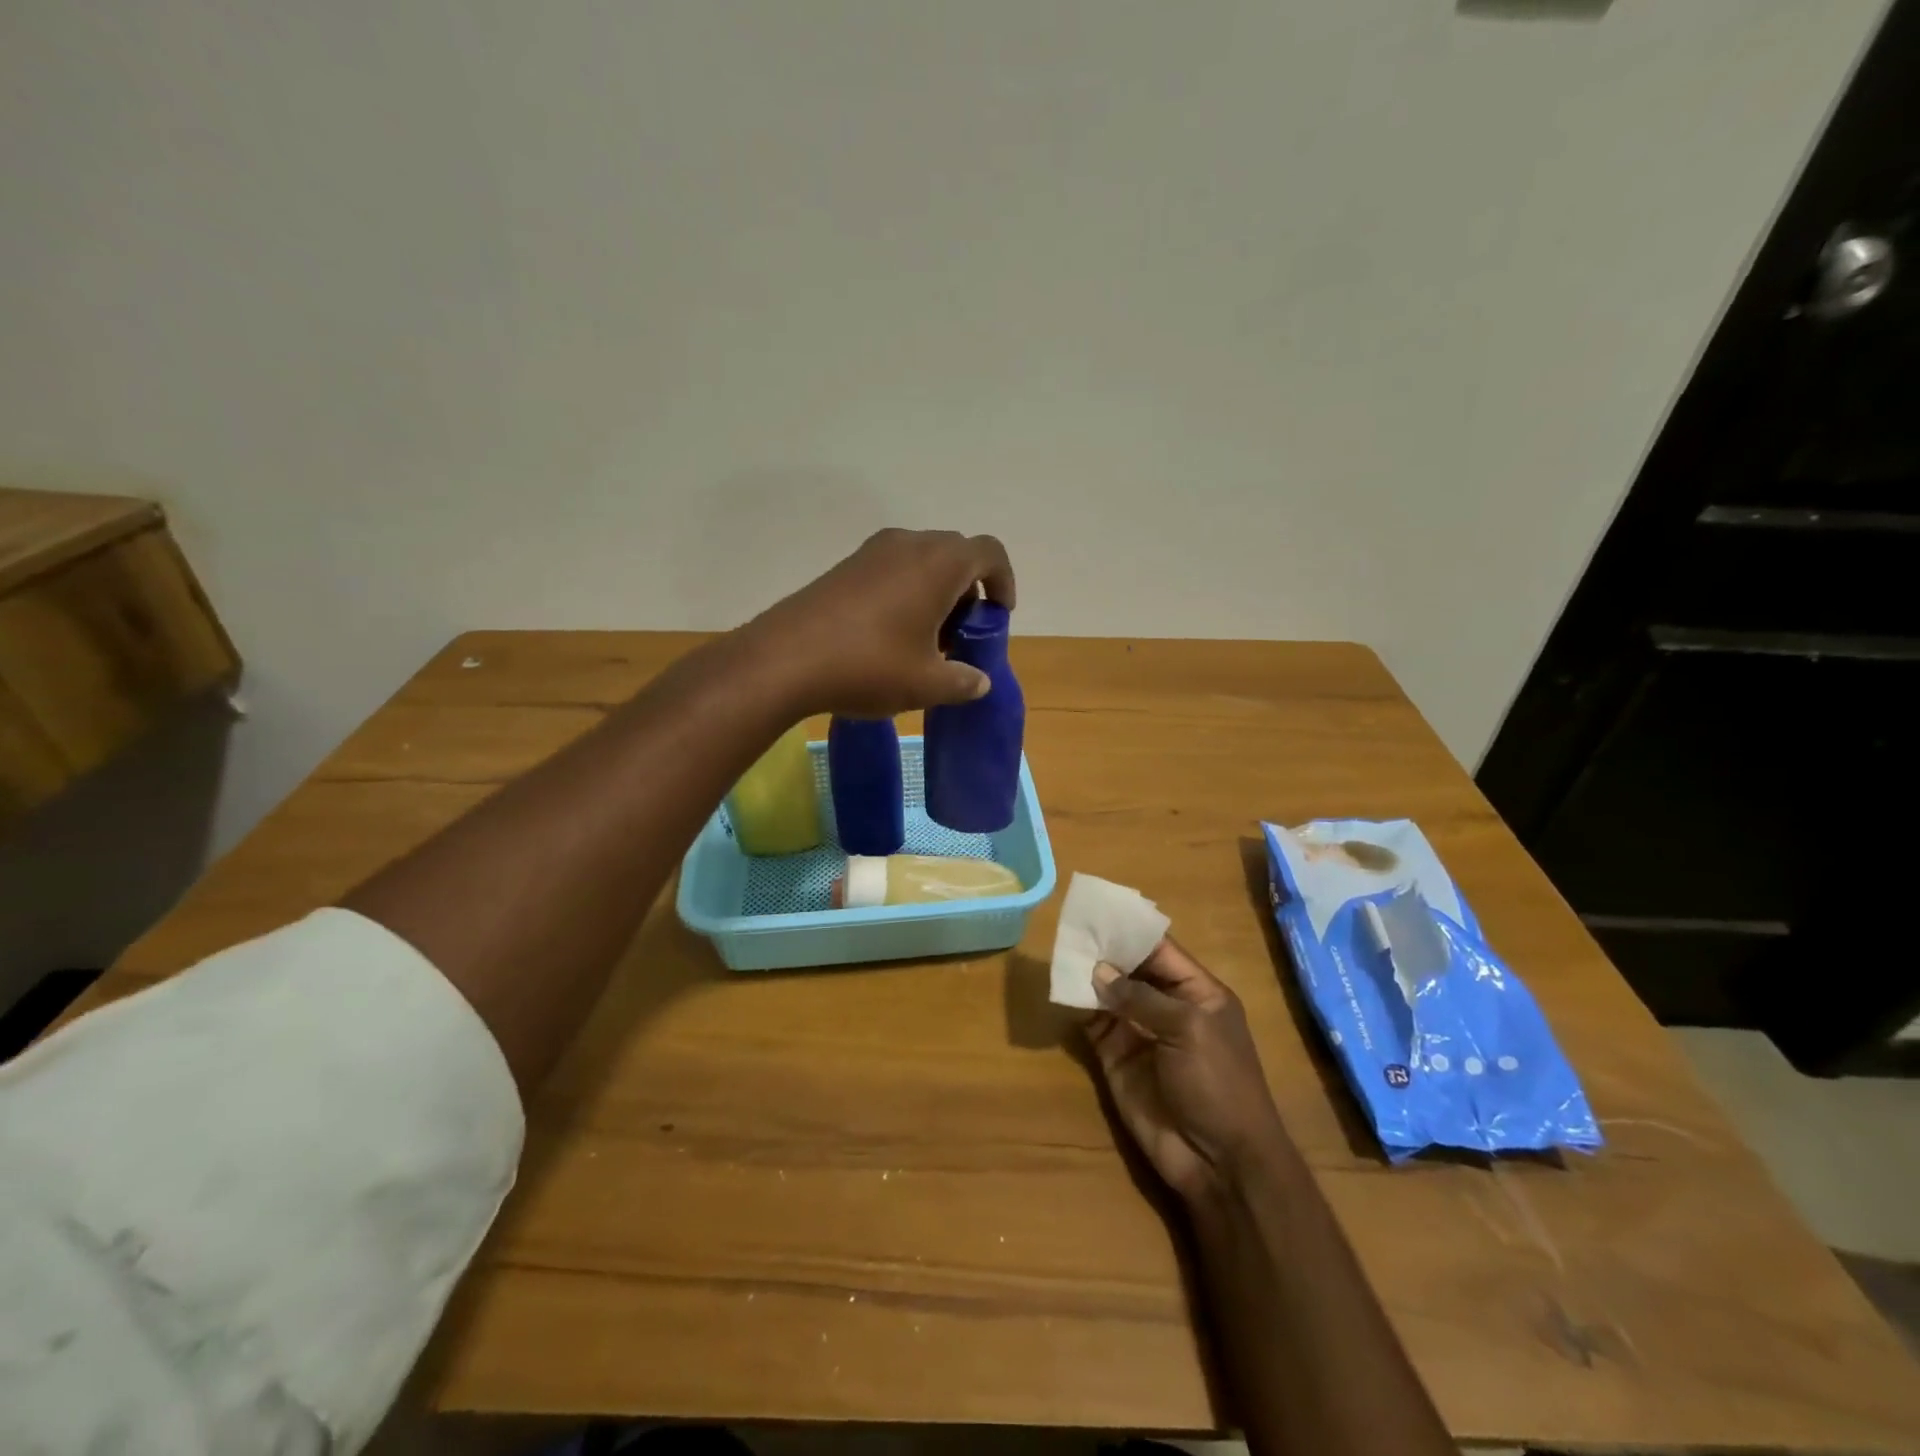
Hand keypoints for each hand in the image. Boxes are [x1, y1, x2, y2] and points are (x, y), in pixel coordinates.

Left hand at [743, 529, 1016, 716]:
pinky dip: (905, 593)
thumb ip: (963, 681)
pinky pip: (891, 569)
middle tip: (961, 634)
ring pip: (921, 561)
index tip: (997, 616)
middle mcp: (908, 545)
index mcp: (939, 563)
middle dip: (968, 591)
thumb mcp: (927, 684)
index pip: (989, 553)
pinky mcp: (844, 567)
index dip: (1002, 582)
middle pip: (956, 554)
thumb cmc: (869, 666)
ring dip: (935, 592)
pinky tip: (890, 636)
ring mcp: (872, 552)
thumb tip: (979, 681)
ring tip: (926, 640)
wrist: (785, 660)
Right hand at [1085, 940, 1288, 1203]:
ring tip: (1060, 951)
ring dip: (1087, 976)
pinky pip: (1094, 1025)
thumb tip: (1099, 971)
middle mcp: (1167, 1007)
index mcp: (1197, 993)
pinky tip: (1060, 988)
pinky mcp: (1117, 1059)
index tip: (1099, 911)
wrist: (1219, 1160)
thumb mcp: (1188, 1029)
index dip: (1131, 931)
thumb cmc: (1218, 1083)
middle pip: (1130, 969)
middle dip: (1105, 951)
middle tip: (1070, 928)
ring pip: (1108, 994)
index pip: (1160, 951)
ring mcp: (1140, 1033)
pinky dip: (1078, 1007)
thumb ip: (1142, 998)